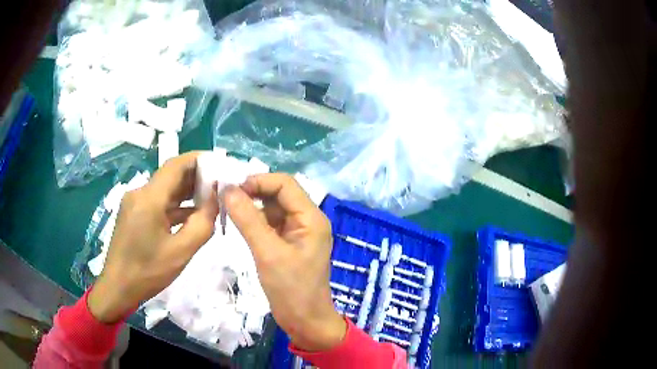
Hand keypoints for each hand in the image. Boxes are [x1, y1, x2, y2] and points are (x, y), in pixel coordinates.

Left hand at [88, 152, 218, 323]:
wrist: (117, 287)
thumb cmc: (147, 272)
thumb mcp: (180, 252)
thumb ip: (202, 224)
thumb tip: (215, 202)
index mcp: (149, 198)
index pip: (176, 165)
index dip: (199, 159)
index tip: (220, 164)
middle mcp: (140, 193)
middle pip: (170, 175)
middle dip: (196, 176)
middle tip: (220, 184)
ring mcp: (135, 203)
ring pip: (165, 189)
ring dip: (186, 192)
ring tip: (210, 199)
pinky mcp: (133, 214)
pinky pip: (158, 202)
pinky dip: (175, 205)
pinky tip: (191, 215)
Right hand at [225, 174, 345, 351]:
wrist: (305, 321)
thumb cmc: (291, 290)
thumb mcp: (267, 253)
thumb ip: (248, 219)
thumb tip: (228, 189)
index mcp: (311, 218)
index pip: (285, 184)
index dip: (259, 181)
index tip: (232, 189)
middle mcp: (307, 220)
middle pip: (279, 194)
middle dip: (254, 192)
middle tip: (225, 197)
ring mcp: (298, 232)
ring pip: (273, 208)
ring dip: (252, 206)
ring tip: (228, 208)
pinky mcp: (289, 244)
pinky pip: (271, 224)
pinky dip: (255, 220)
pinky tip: (239, 223)